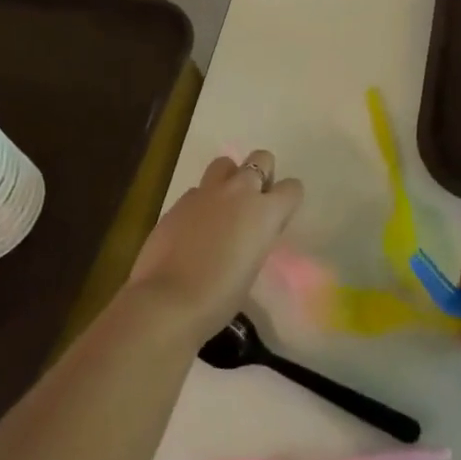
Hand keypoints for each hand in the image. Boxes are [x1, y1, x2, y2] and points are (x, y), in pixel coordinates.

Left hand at [128, 151, 303, 340]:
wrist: (168, 301)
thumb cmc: (221, 296)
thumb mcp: (254, 266)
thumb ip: (257, 237)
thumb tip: (250, 232)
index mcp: (265, 211)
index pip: (292, 188)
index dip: (287, 200)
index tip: (278, 218)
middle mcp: (239, 191)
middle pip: (261, 158)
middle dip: (262, 173)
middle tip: (253, 202)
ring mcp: (206, 192)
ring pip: (225, 163)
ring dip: (229, 178)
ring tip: (223, 206)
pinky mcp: (179, 202)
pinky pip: (198, 190)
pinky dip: (201, 202)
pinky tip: (193, 227)